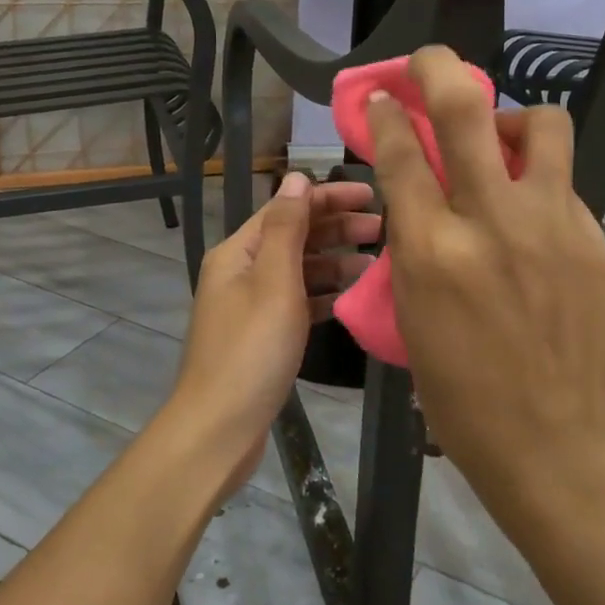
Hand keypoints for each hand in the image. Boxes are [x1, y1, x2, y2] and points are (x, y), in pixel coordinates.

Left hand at [161, 173, 378, 497]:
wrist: (220, 428)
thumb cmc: (252, 350)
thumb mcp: (274, 282)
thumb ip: (288, 228)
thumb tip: (297, 176)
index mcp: (239, 251)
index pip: (287, 207)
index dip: (329, 197)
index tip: (373, 195)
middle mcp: (242, 271)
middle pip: (294, 236)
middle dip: (337, 228)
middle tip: (384, 230)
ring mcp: (251, 304)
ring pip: (299, 269)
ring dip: (335, 262)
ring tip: (376, 265)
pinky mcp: (263, 334)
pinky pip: (298, 301)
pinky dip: (324, 295)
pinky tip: (353, 297)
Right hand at [366, 47, 604, 502]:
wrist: (549, 438)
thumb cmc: (459, 390)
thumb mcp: (412, 312)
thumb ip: (414, 240)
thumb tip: (417, 188)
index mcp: (432, 251)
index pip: (401, 154)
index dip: (388, 114)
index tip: (385, 96)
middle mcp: (492, 223)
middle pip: (465, 112)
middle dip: (438, 69)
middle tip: (428, 63)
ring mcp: (551, 226)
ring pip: (540, 125)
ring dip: (510, 119)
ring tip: (497, 144)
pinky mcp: (592, 239)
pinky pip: (561, 184)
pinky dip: (536, 182)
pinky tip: (528, 216)